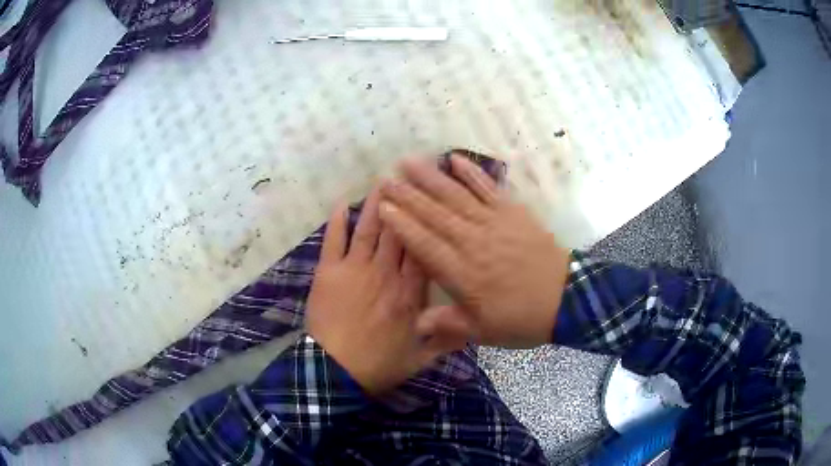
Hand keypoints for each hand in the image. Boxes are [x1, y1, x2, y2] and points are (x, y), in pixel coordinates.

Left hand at [306, 189, 466, 394]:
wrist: (336, 371)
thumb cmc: (378, 365)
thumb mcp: (420, 359)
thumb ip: (446, 341)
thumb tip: (471, 330)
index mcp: (410, 292)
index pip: (423, 250)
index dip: (429, 225)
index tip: (435, 203)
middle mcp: (386, 273)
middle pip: (398, 232)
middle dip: (406, 205)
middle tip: (410, 178)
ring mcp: (355, 269)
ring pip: (369, 229)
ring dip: (375, 205)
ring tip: (383, 181)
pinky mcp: (329, 272)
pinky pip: (334, 241)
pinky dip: (336, 222)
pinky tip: (340, 203)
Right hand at [379, 154, 570, 348]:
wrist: (565, 300)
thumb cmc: (521, 319)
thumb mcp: (483, 332)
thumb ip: (448, 324)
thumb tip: (415, 322)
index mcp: (462, 273)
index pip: (424, 244)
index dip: (402, 225)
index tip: (382, 207)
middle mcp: (473, 242)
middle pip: (435, 215)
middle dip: (407, 195)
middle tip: (385, 178)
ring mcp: (494, 223)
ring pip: (456, 196)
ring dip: (431, 178)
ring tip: (410, 161)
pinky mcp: (513, 213)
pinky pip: (489, 189)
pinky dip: (472, 173)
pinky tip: (456, 158)